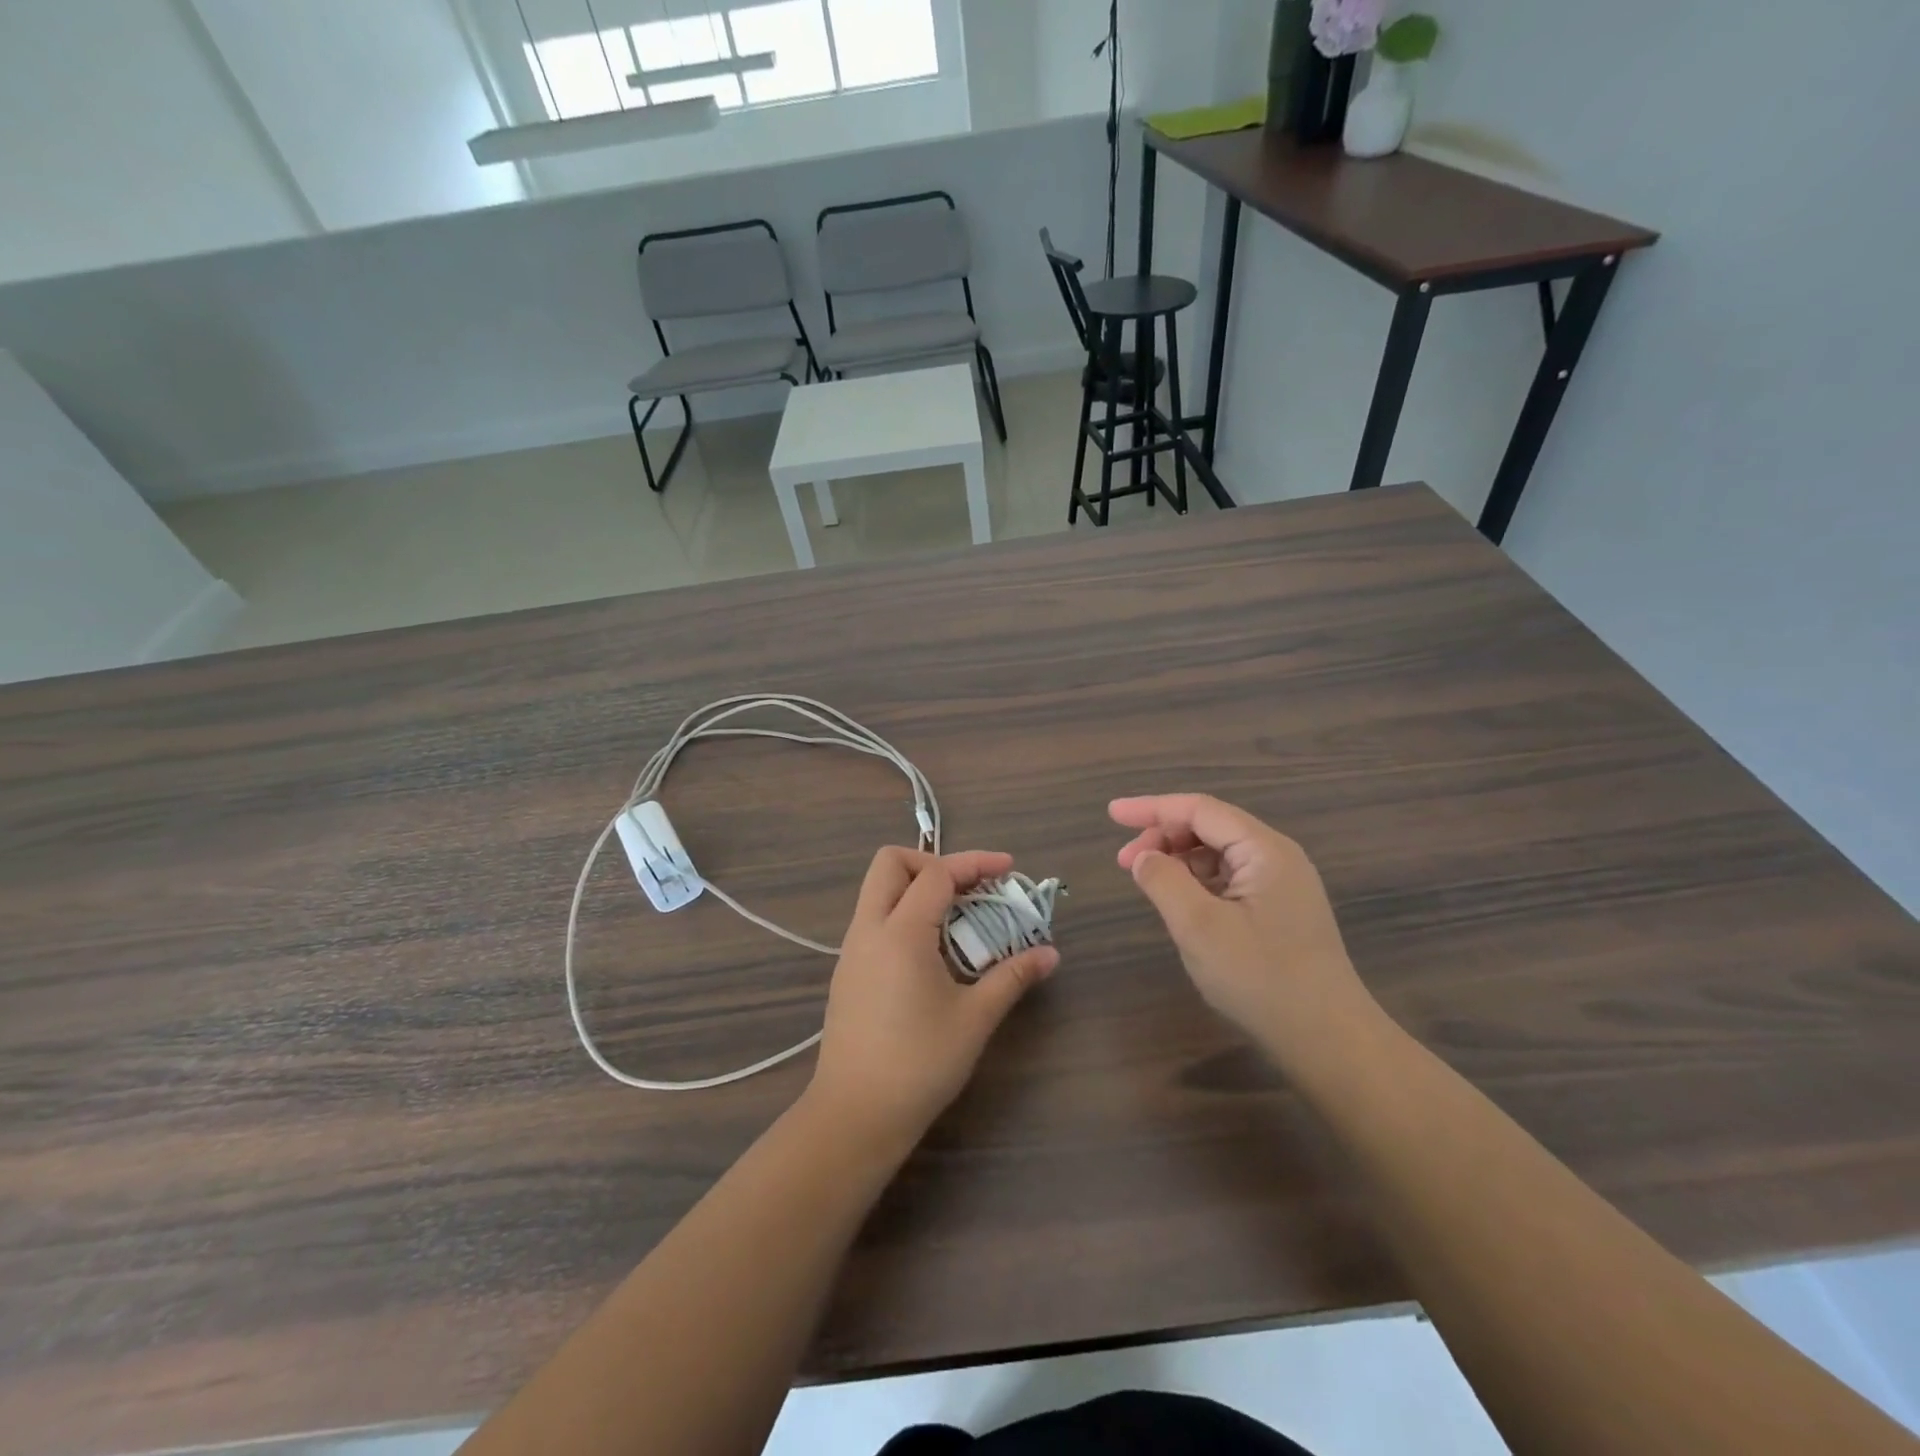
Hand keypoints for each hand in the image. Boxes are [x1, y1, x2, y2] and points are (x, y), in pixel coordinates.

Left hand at [809, 848, 1058, 1153]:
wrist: (855, 1115)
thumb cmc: (919, 1064)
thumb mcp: (974, 1018)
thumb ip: (1012, 977)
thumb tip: (1050, 954)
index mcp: (901, 932)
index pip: (937, 874)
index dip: (975, 863)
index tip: (1008, 869)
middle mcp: (869, 929)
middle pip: (890, 863)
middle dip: (933, 862)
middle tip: (970, 887)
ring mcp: (852, 950)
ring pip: (878, 891)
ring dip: (917, 888)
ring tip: (958, 917)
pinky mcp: (847, 971)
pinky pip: (874, 920)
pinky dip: (904, 914)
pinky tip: (933, 950)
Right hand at [1111, 795, 1381, 1065]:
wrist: (1329, 1041)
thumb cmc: (1261, 979)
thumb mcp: (1199, 927)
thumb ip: (1164, 881)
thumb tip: (1143, 857)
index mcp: (1264, 850)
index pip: (1199, 809)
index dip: (1151, 808)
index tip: (1112, 814)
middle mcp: (1277, 857)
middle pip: (1210, 827)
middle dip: (1163, 836)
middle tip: (1125, 863)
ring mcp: (1282, 885)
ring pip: (1219, 854)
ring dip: (1178, 859)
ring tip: (1147, 883)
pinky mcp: (1280, 912)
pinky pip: (1230, 879)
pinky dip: (1197, 881)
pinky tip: (1180, 902)